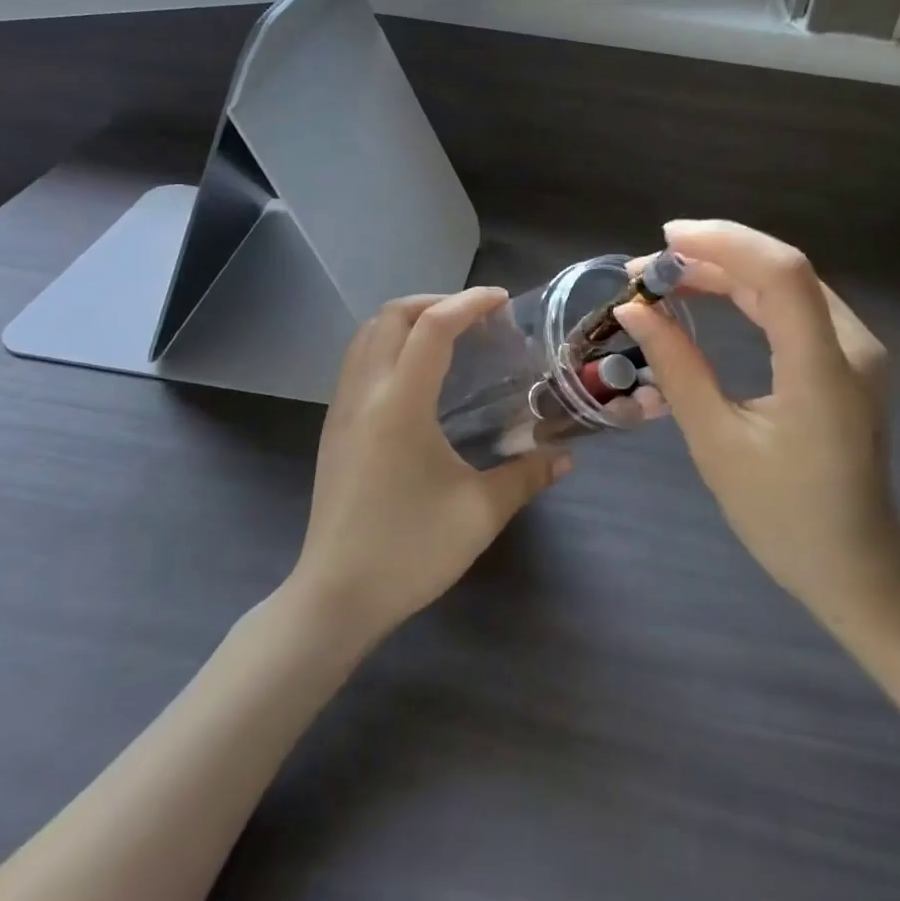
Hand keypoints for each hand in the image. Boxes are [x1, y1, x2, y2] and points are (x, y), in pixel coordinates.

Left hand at [290, 289, 571, 639]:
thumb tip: (566, 457)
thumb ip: (526, 476)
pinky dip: (389, 345)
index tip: (503, 301)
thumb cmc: (409, 551)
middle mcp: (364, 394)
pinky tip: (418, 378)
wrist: (335, 598)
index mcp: (400, 404)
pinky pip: (357, 361)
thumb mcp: (479, 513)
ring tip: (448, 338)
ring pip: (367, 334)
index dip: (470, 303)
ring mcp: (341, 409)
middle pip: (391, 315)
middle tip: (476, 318)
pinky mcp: (333, 428)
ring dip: (407, 321)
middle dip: (436, 302)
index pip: (432, 328)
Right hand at [615, 221, 899, 628]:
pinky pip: (793, 305)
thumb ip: (678, 368)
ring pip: (786, 282)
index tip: (664, 242)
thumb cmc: (783, 517)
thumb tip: (634, 310)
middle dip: (712, 254)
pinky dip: (746, 291)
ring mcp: (855, 348)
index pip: (781, 274)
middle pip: (783, 269)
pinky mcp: (846, 356)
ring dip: (725, 269)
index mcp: (823, 371)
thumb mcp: (717, 444)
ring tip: (666, 276)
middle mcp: (851, 345)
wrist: (857, 565)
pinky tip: (706, 292)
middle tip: (648, 267)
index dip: (723, 243)